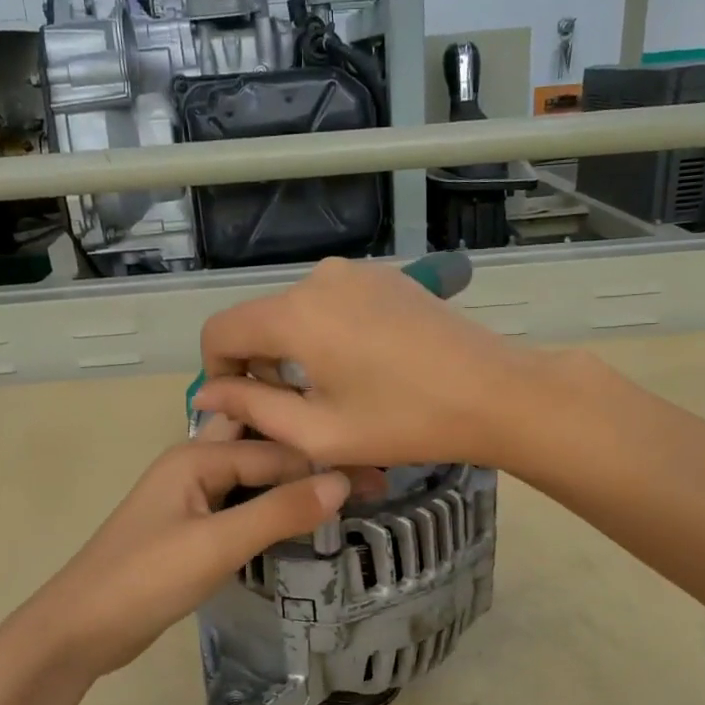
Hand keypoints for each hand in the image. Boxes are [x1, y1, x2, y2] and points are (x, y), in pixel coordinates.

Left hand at [1, 432, 349, 678]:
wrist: (79, 629)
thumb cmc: (145, 580)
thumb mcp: (216, 545)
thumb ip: (278, 511)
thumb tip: (342, 481)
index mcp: (196, 456)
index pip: (277, 449)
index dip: (327, 462)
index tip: (380, 476)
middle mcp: (194, 464)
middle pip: (262, 447)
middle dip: (309, 453)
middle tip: (363, 467)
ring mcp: (190, 496)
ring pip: (252, 475)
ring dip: (291, 478)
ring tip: (344, 487)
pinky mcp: (190, 527)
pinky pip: (240, 503)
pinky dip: (271, 504)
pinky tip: (298, 516)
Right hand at [194, 256, 543, 469]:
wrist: (495, 393)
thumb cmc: (404, 421)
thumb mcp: (319, 432)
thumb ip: (253, 409)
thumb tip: (208, 394)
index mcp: (295, 314)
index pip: (220, 331)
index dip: (216, 372)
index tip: (243, 408)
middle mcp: (318, 279)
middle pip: (259, 320)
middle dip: (259, 365)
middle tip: (293, 413)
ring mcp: (356, 272)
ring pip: (295, 312)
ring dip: (293, 351)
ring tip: (331, 393)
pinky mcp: (385, 277)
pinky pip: (331, 303)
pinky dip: (325, 334)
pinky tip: (361, 367)